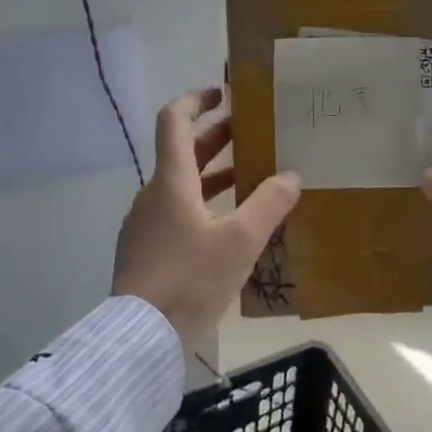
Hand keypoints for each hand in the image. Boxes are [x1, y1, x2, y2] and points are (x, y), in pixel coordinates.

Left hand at [112, 87, 301, 351]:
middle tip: (249, 134)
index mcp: (170, 181)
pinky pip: (175, 212)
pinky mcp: (145, 250)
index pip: (174, 120)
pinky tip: (227, 226)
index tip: (222, 93)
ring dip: (211, 174)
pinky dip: (202, 204)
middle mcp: (152, 195)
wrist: (140, 337)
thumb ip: (269, 204)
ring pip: (180, 185)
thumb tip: (291, 175)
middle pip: (181, 152)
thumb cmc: (190, 279)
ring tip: (247, 176)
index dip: (196, 99)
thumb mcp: (240, 242)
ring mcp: (145, 224)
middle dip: (214, 138)